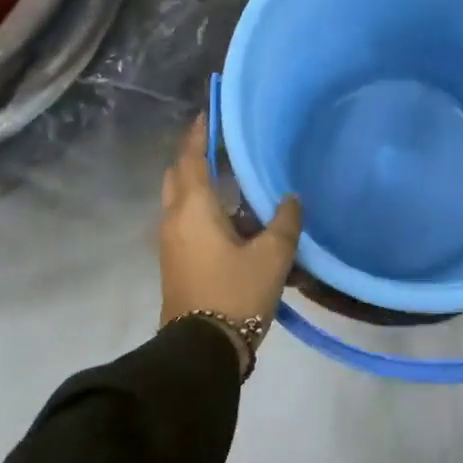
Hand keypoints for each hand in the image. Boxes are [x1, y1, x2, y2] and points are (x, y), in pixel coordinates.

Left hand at [159, 115, 302, 358]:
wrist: (201, 350)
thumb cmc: (235, 292)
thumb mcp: (272, 256)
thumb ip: (285, 221)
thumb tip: (290, 199)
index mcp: (193, 208)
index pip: (191, 158)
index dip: (199, 133)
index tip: (209, 112)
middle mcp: (174, 219)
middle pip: (178, 175)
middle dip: (194, 156)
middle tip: (220, 144)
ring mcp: (171, 242)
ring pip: (180, 200)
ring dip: (199, 185)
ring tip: (232, 180)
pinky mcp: (176, 262)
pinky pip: (186, 221)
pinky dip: (202, 208)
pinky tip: (232, 219)